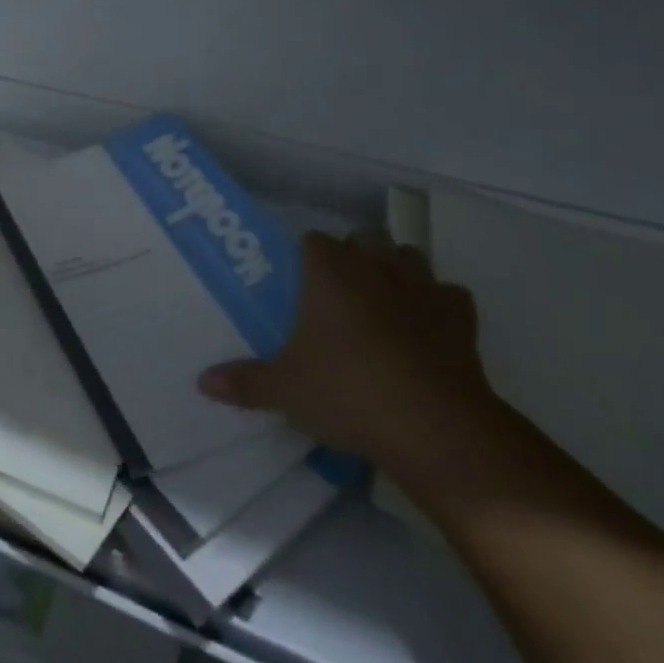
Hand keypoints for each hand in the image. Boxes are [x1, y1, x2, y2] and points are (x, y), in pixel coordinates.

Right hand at [198, 230, 499, 485]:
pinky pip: (450, 295)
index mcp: (329, 271)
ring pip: (410, 255)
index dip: (306, 256)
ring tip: (384, 301)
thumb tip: (202, 382)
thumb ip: (244, 381)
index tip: (300, 281)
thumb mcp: (285, 390)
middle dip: (355, 254)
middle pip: (364, 237)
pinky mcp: (461, 317)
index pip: (313, 239)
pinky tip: (429, 327)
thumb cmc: (347, 391)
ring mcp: (423, 287)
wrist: (433, 425)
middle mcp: (375, 266)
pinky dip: (440, 304)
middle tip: (340, 292)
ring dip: (397, 269)